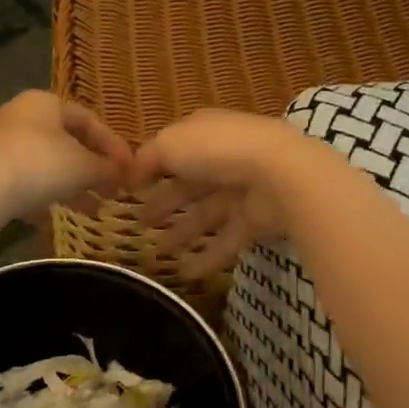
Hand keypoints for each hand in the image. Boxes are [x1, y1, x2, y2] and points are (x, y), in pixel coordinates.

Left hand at [0, 91, 132, 223]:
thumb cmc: (40, 165)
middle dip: (92, 168)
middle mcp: (20, 115)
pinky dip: (43, 195)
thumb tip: (123, 173)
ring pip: (45, 163)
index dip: (113, 145)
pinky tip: (55, 217)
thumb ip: (107, 168)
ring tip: (93, 209)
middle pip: (66, 141)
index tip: (130, 169)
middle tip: (113, 190)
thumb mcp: (84, 167)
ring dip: (72, 185)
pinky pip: (23, 181)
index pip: (88, 119)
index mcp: (45, 102)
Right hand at [127, 110, 332, 277]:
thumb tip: (130, 175)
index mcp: (203, 133)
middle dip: (165, 204)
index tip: (131, 190)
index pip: (174, 150)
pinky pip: (227, 240)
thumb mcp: (169, 144)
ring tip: (159, 254)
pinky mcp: (257, 219)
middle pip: (189, 186)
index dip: (152, 169)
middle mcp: (223, 159)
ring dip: (182, 234)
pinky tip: (185, 274)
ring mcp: (242, 190)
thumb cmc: (216, 150)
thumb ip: (147, 159)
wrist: (278, 172)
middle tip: (141, 224)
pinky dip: (207, 257)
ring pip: (206, 215)